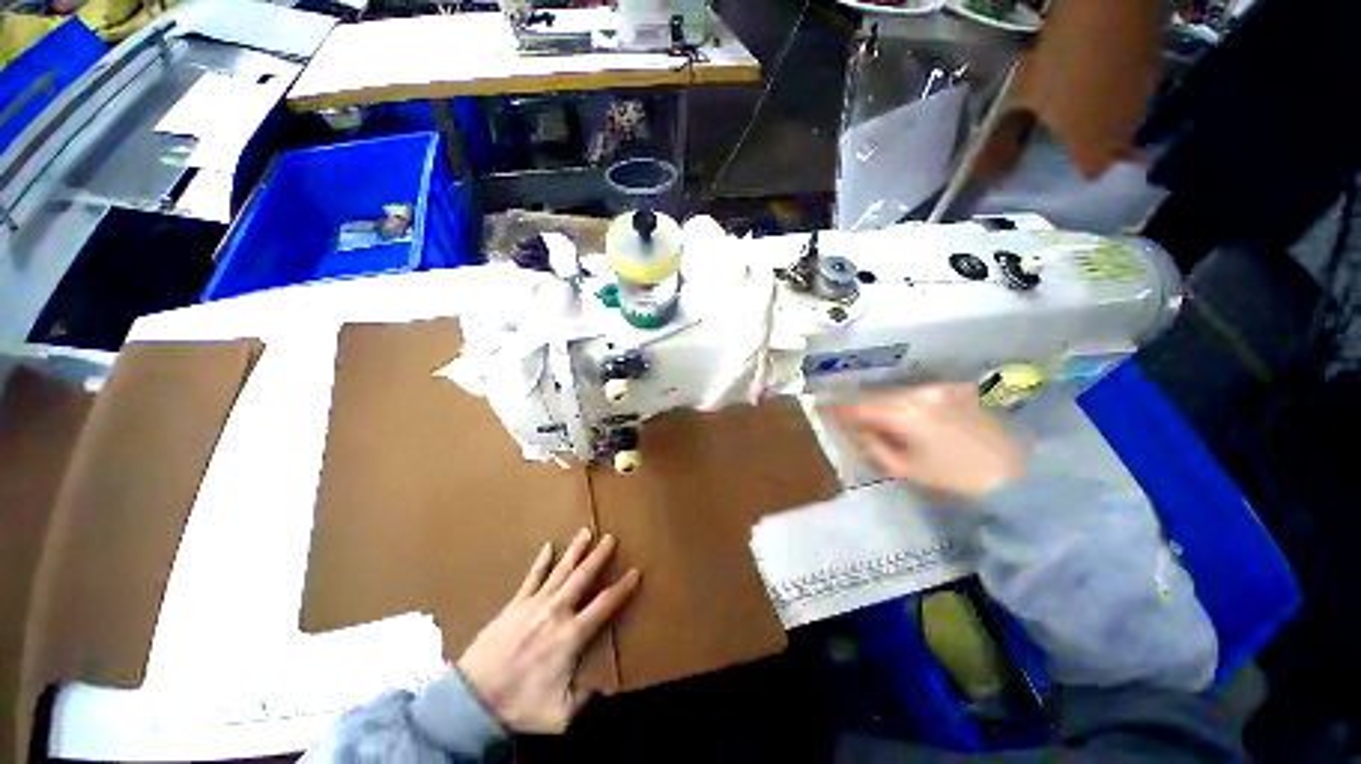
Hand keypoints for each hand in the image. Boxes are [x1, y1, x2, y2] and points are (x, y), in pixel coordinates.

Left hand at [457, 529, 640, 733]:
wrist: (472, 700)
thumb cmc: (518, 705)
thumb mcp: (559, 715)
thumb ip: (585, 699)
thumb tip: (604, 688)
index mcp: (571, 635)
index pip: (605, 605)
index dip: (623, 588)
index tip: (635, 572)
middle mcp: (557, 612)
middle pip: (583, 577)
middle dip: (599, 556)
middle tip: (611, 538)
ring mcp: (534, 604)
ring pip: (561, 570)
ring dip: (575, 550)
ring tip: (586, 532)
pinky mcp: (515, 604)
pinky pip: (532, 577)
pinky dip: (541, 561)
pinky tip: (548, 546)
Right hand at [832, 383, 1024, 498]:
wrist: (1018, 474)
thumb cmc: (956, 478)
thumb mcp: (906, 468)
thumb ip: (874, 445)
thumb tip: (856, 428)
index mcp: (907, 414)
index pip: (862, 406)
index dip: (839, 408)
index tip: (822, 407)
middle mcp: (921, 392)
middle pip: (877, 395)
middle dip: (860, 404)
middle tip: (846, 414)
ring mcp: (939, 388)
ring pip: (896, 391)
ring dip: (881, 401)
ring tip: (871, 414)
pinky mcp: (954, 389)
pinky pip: (916, 391)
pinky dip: (902, 400)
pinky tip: (901, 413)